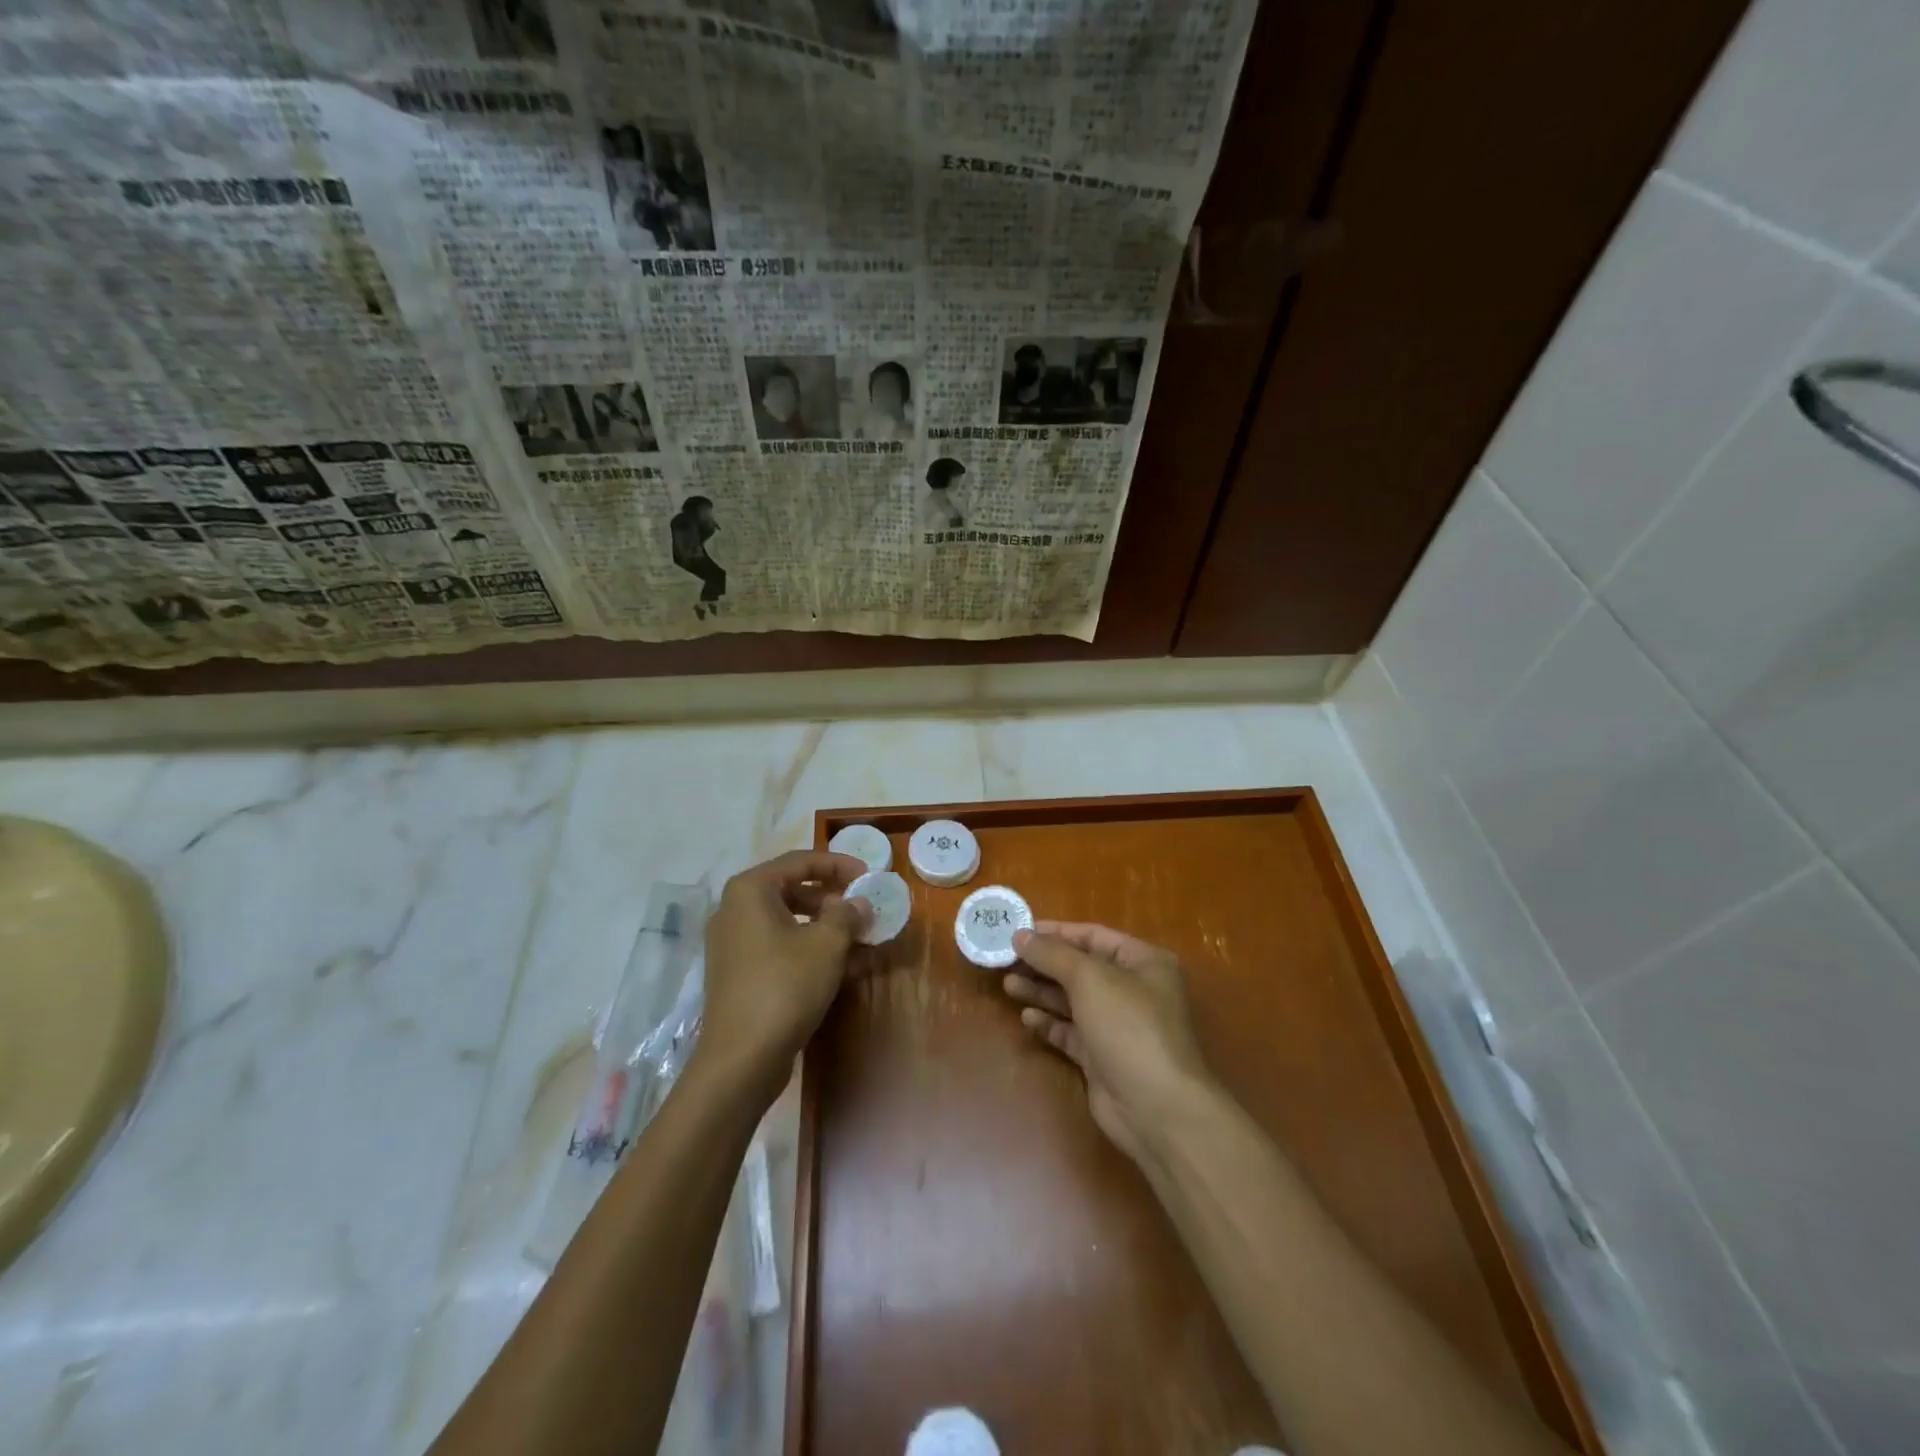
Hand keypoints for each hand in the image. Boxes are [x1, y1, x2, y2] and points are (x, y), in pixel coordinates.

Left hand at [699, 849, 869, 1096]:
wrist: (741, 1058)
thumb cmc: (785, 986)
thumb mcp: (826, 945)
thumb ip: (847, 915)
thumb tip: (859, 903)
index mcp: (751, 890)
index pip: (800, 861)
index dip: (839, 864)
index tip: (868, 875)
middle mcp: (736, 910)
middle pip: (793, 890)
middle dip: (834, 899)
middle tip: (864, 909)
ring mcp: (735, 944)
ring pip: (790, 922)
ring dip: (828, 928)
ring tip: (863, 939)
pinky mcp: (740, 974)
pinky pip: (781, 948)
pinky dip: (811, 950)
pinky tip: (847, 967)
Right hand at [1005, 922, 1215, 1165]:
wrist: (1156, 1108)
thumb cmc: (1129, 1026)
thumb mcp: (1089, 978)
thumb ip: (1052, 954)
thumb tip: (1020, 935)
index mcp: (1143, 962)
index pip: (1093, 936)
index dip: (1056, 932)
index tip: (1018, 931)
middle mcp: (1134, 990)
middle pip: (1081, 968)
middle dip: (1044, 963)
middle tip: (1006, 959)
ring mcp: (1118, 1026)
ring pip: (1073, 1001)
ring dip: (1042, 991)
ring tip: (1008, 985)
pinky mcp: (1103, 1058)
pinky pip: (1071, 1032)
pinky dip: (1050, 1023)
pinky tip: (1027, 1018)